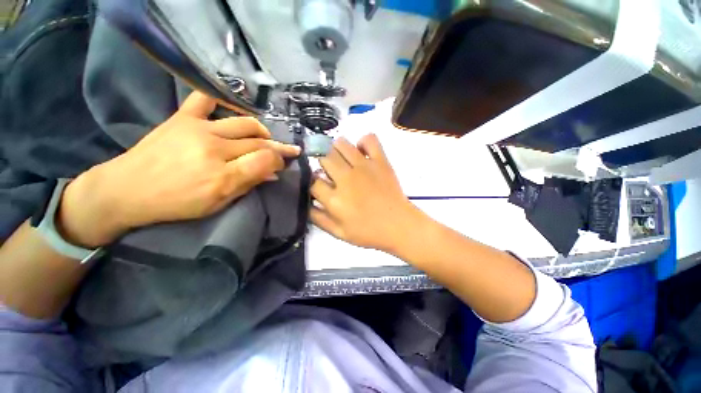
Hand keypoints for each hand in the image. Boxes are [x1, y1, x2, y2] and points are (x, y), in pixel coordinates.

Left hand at [57, 91, 299, 247]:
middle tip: (283, 152)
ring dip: (261, 130)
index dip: (280, 161)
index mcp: (223, 176)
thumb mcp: (218, 203)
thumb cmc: (177, 203)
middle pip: (259, 143)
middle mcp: (215, 149)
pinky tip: (232, 105)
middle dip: (276, 148)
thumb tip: (272, 173)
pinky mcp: (182, 117)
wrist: (128, 190)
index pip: (266, 160)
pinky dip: (221, 98)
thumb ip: (248, 185)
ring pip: (245, 123)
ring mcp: (198, 129)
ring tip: (264, 137)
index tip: (282, 164)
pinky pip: (205, 98)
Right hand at [310, 134, 422, 252]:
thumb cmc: (369, 232)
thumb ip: (318, 218)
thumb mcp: (339, 233)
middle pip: (324, 157)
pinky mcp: (380, 161)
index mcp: (335, 200)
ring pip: (341, 144)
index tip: (319, 185)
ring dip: (337, 150)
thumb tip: (305, 202)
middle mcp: (346, 179)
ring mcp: (364, 167)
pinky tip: (361, 153)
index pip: (313, 181)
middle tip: (330, 171)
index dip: (313, 182)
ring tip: (342, 161)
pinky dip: (363, 142)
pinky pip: (369, 139)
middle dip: (322, 163)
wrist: (399, 226)